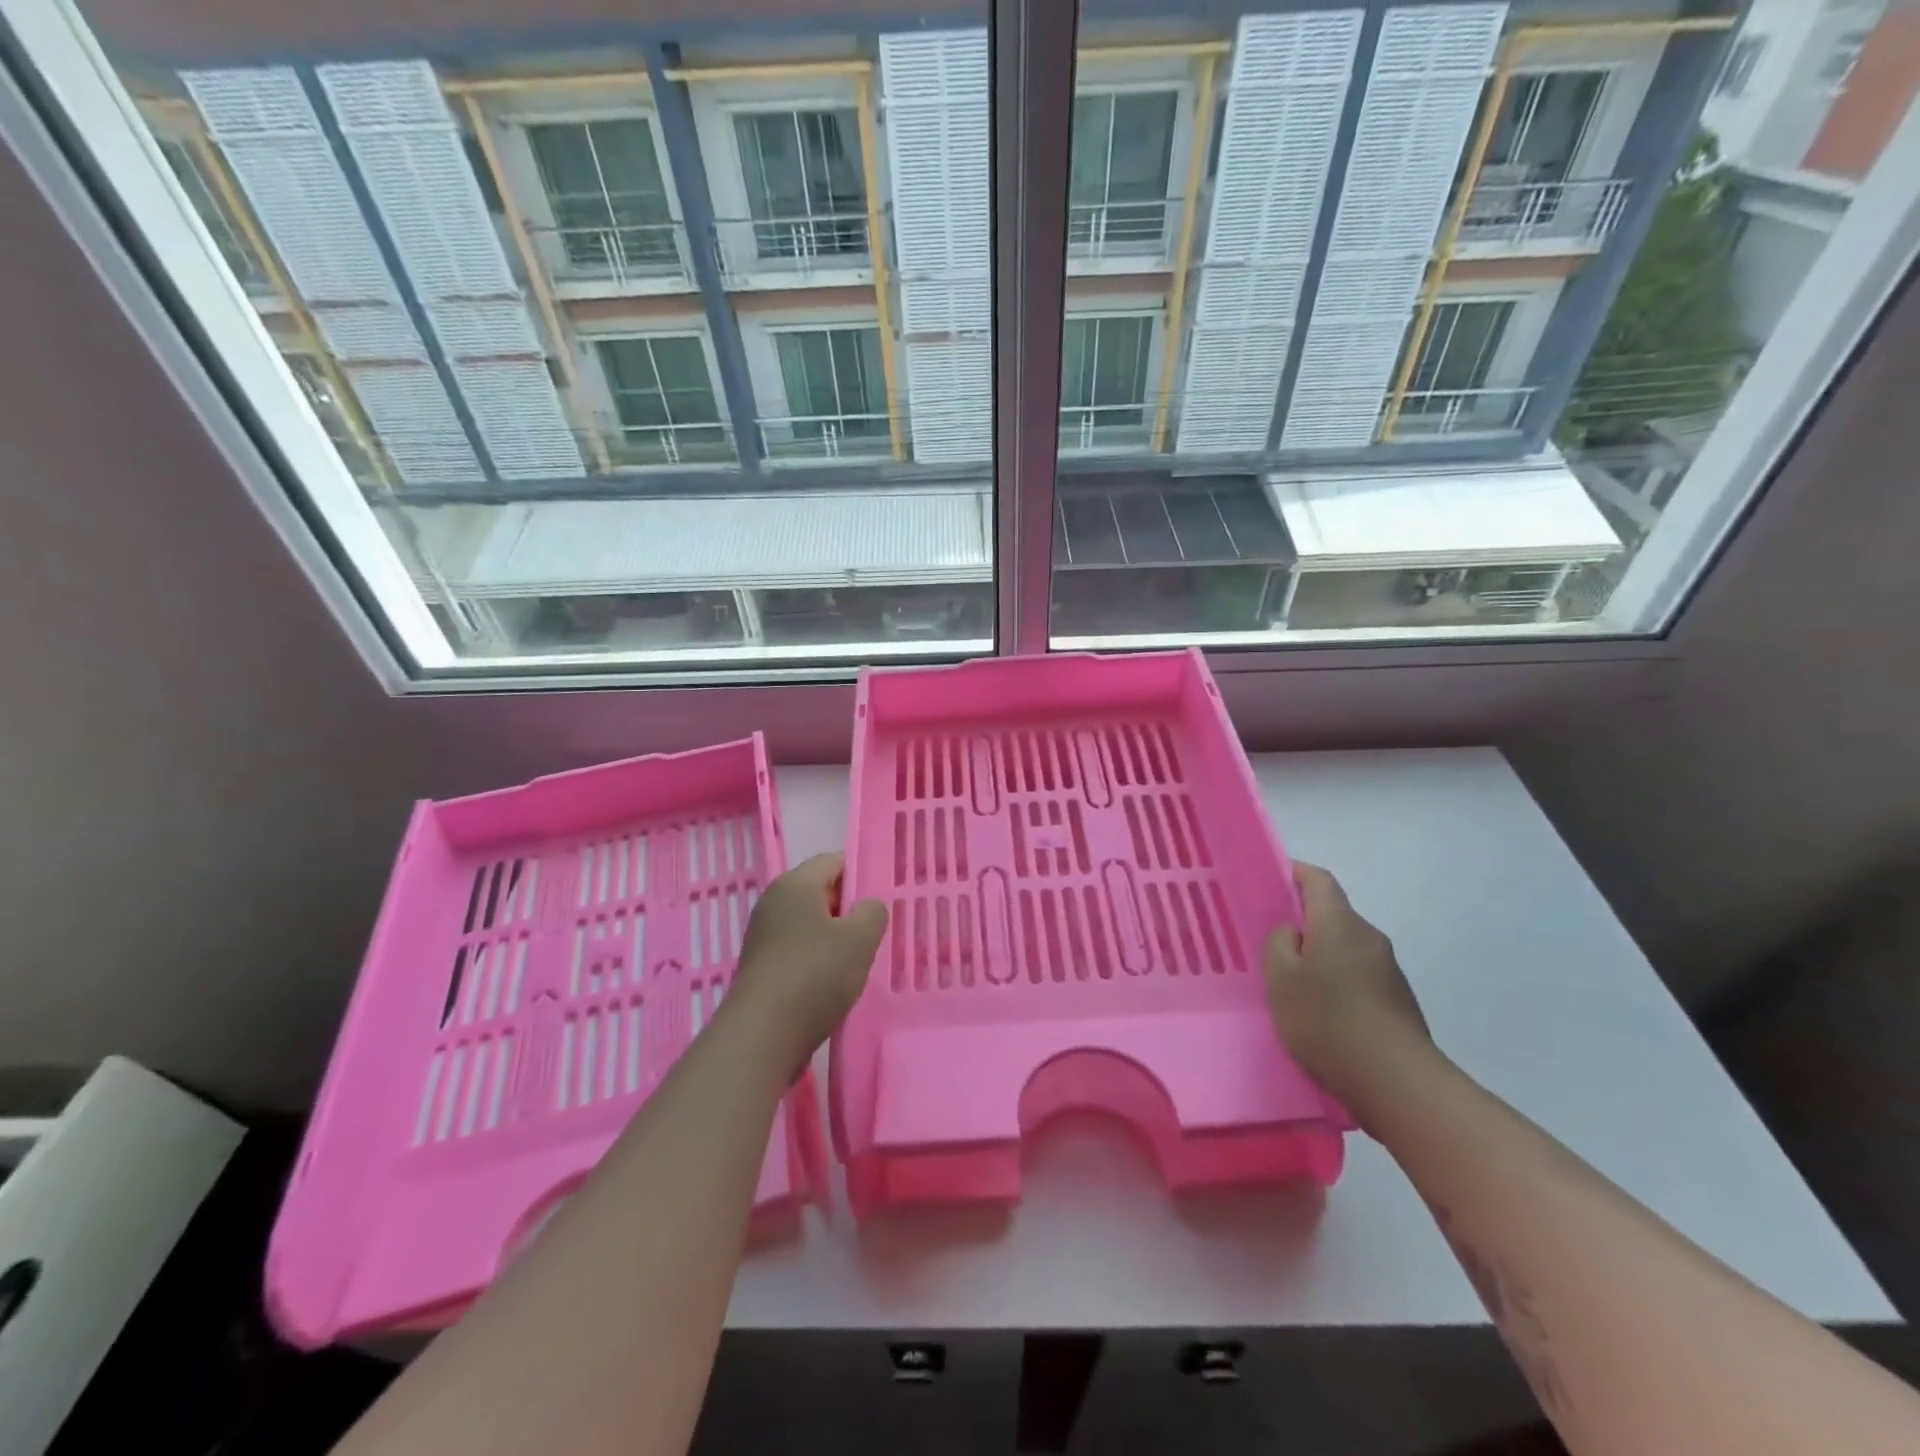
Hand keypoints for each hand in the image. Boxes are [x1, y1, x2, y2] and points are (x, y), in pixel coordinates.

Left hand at [728, 854, 887, 1074]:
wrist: (762, 1035)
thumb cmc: (815, 974)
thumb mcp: (860, 939)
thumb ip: (873, 912)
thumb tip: (867, 906)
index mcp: (795, 884)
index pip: (834, 861)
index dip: (861, 873)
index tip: (884, 896)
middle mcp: (773, 902)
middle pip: (820, 892)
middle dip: (849, 908)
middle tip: (876, 930)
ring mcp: (763, 935)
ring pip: (809, 924)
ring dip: (834, 937)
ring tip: (859, 959)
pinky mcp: (760, 966)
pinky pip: (797, 949)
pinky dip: (817, 959)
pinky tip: (834, 982)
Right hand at [1263, 863, 1433, 1110]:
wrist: (1397, 1081)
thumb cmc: (1328, 1020)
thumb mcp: (1281, 977)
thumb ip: (1279, 942)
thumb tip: (1293, 931)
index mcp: (1339, 922)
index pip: (1317, 879)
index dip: (1293, 873)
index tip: (1268, 883)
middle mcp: (1369, 937)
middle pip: (1332, 915)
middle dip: (1302, 923)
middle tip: (1270, 944)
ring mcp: (1388, 970)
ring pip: (1344, 948)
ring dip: (1320, 957)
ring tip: (1292, 985)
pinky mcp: (1398, 1001)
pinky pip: (1358, 976)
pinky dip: (1337, 983)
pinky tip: (1321, 1013)